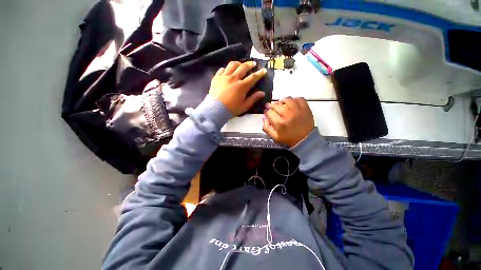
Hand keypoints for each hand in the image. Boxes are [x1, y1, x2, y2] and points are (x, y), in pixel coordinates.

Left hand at [209, 61, 266, 115]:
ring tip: (240, 64)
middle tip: (253, 64)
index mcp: (242, 86)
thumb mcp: (244, 106)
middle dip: (250, 64)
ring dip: (238, 63)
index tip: (263, 70)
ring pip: (232, 65)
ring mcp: (224, 77)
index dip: (259, 73)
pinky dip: (226, 69)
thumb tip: (262, 93)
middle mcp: (234, 78)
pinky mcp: (216, 78)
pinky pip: (222, 69)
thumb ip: (253, 98)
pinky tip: (227, 71)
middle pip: (243, 67)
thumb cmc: (231, 109)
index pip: (253, 77)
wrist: (215, 110)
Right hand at [263, 97, 314, 146]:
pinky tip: (292, 104)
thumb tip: (265, 119)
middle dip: (272, 106)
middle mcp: (288, 115)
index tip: (268, 113)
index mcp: (280, 123)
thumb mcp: (275, 137)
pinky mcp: (305, 108)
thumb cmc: (290, 139)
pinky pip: (299, 98)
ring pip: (287, 99)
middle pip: (276, 104)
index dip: (267, 112)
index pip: (269, 112)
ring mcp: (297, 110)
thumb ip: (267, 128)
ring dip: (282, 101)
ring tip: (282, 104)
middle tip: (272, 108)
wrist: (305, 140)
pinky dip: (294, 100)